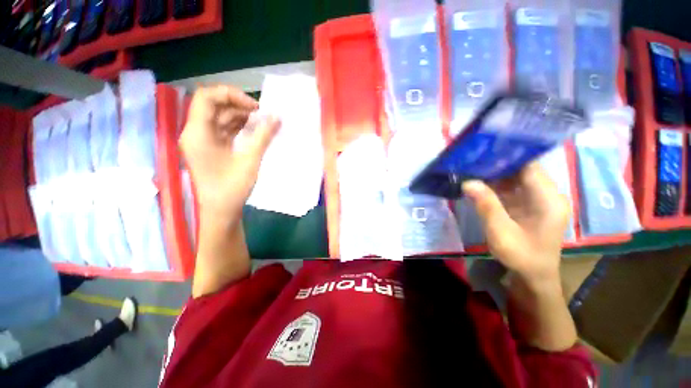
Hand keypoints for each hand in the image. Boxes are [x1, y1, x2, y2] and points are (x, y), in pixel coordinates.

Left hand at [180, 85, 280, 224]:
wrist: (221, 211)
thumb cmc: (232, 188)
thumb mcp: (250, 161)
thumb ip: (263, 137)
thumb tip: (276, 117)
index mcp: (197, 133)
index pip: (207, 97)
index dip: (231, 95)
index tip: (255, 107)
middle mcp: (195, 132)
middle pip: (213, 106)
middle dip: (239, 105)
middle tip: (262, 114)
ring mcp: (202, 140)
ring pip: (219, 117)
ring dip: (240, 117)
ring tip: (262, 122)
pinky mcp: (210, 148)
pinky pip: (223, 129)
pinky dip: (238, 127)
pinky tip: (254, 131)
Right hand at [462, 162, 569, 283]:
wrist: (534, 276)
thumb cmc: (522, 256)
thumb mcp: (501, 232)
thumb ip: (486, 205)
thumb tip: (468, 182)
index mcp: (548, 199)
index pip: (529, 166)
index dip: (507, 156)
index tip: (482, 151)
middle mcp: (547, 194)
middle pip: (522, 169)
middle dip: (497, 164)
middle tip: (471, 160)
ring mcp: (538, 200)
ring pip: (516, 178)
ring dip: (494, 174)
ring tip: (471, 168)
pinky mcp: (529, 205)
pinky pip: (512, 188)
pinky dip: (496, 185)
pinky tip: (479, 184)